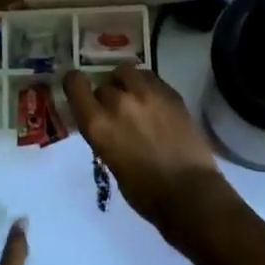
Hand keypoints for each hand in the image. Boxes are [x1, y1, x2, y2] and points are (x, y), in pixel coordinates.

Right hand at [62, 64, 227, 231]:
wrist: (189, 193)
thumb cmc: (145, 192)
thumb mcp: (112, 162)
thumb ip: (106, 134)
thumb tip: (108, 124)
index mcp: (98, 125)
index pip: (75, 84)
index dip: (75, 83)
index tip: (79, 88)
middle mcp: (119, 102)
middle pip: (104, 85)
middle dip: (107, 96)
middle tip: (117, 112)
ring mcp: (146, 94)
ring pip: (126, 71)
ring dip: (126, 83)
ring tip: (134, 97)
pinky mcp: (170, 92)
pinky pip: (150, 77)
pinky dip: (146, 85)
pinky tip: (153, 101)